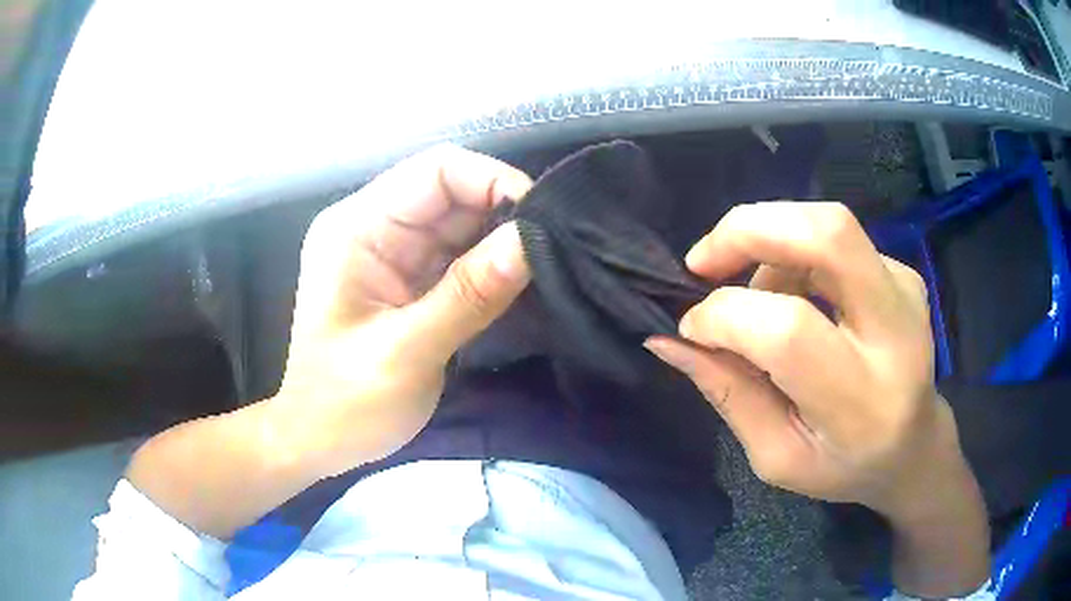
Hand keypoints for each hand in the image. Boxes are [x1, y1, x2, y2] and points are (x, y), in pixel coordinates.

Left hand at [275, 145, 532, 477]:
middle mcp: (374, 226)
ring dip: (502, 240)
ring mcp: (393, 252)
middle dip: (504, 213)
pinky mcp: (410, 278)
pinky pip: (460, 255)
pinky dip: (492, 264)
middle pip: (452, 192)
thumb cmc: (345, 404)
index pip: (435, 171)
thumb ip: (469, 295)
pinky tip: (520, 281)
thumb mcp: (405, 353)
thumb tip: (532, 241)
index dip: (493, 181)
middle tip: (553, 249)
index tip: (542, 221)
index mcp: (356, 227)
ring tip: (545, 266)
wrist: (320, 442)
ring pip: (462, 222)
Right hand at [645, 202, 988, 594]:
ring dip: (769, 245)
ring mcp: (906, 291)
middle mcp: (896, 332)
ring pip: (828, 225)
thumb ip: (727, 393)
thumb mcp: (777, 456)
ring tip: (756, 295)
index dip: (726, 317)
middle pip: (826, 235)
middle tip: (703, 261)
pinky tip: (797, 295)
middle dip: (748, 230)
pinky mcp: (904, 272)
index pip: (789, 331)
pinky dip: (797, 255)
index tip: (691, 327)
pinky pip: (837, 240)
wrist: (915, 446)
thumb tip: (669, 340)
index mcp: (862, 401)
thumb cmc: (844, 465)